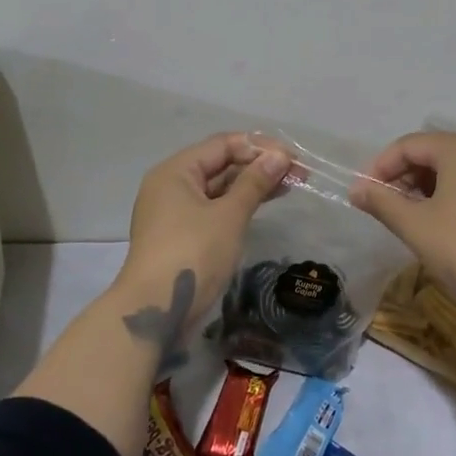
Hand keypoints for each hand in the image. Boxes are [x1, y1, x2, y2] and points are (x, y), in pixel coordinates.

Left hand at [115, 134, 291, 362]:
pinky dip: (239, 205)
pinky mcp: (182, 235)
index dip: (259, 147)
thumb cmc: (193, 253)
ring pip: (219, 188)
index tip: (293, 158)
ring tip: (289, 186)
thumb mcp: (229, 215)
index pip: (222, 145)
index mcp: (176, 171)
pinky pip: (214, 209)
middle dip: (258, 166)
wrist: (156, 310)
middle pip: (220, 164)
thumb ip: (255, 182)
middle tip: (298, 174)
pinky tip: (263, 205)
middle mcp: (171, 185)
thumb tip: (279, 156)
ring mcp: (175, 212)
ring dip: (252, 185)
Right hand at [351, 130, 455, 321]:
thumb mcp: (416, 226)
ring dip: (425, 186)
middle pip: (432, 151)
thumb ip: (382, 202)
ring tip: (409, 217)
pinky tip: (441, 221)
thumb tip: (356, 189)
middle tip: (385, 207)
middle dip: (403, 176)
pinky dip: (450, 193)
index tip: (364, 195)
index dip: (380, 167)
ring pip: (453, 166)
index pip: (408, 145)